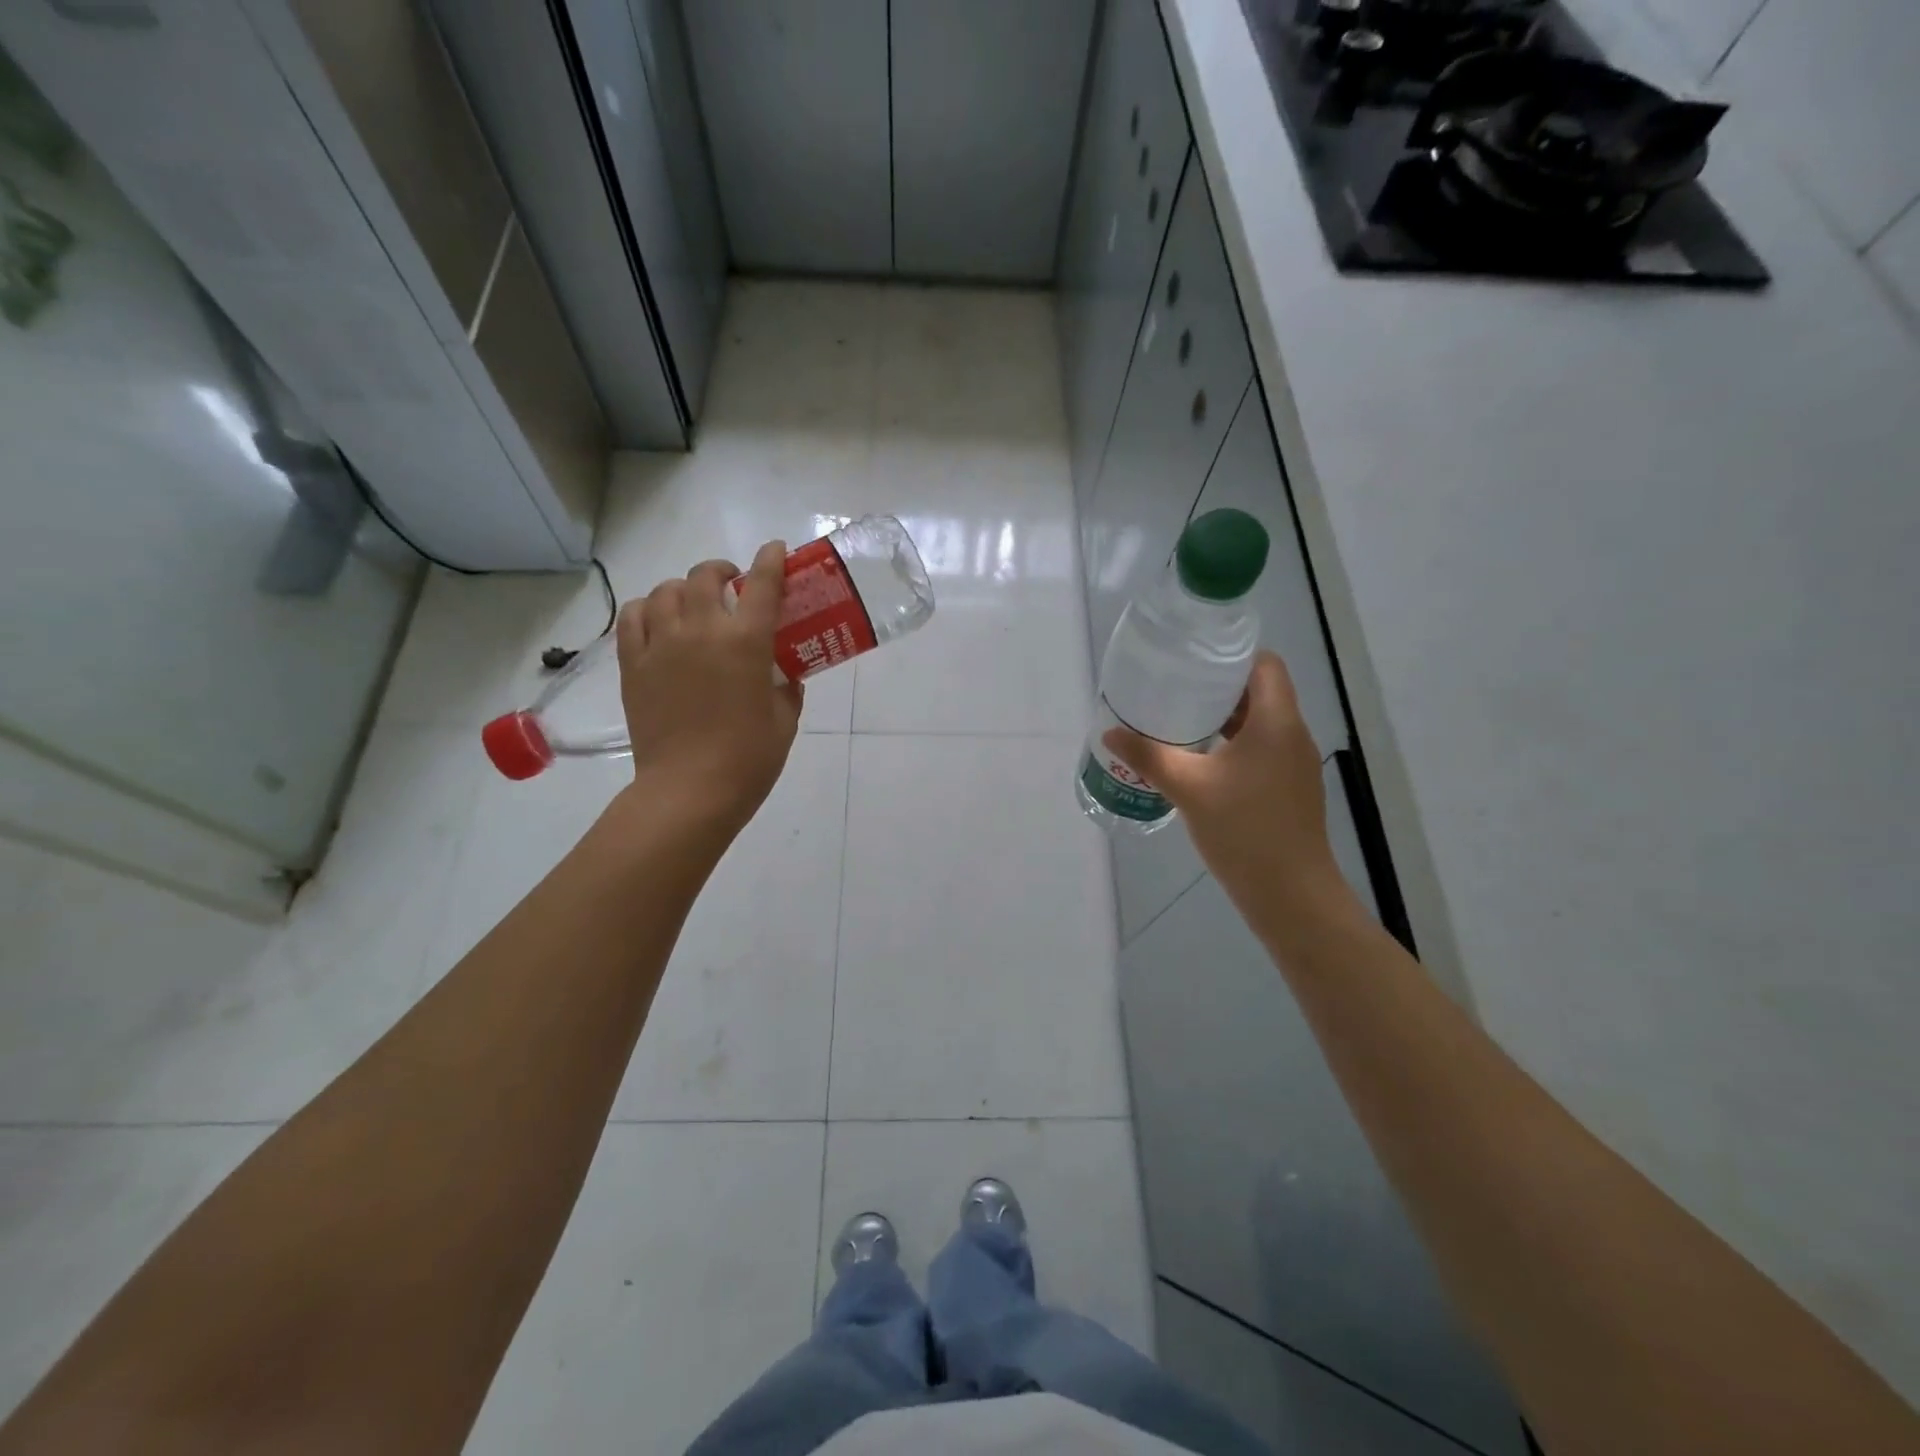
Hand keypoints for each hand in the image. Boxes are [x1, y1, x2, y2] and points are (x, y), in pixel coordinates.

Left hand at [615, 541, 801, 830]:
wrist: (689, 790)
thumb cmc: (748, 759)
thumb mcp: (784, 720)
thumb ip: (787, 689)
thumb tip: (785, 675)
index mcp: (746, 642)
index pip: (762, 584)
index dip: (771, 560)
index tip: (774, 550)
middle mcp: (701, 631)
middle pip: (705, 576)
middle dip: (722, 571)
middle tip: (732, 584)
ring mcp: (661, 645)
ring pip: (666, 590)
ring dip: (684, 589)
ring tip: (693, 604)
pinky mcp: (634, 665)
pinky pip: (633, 617)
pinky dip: (647, 610)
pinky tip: (658, 622)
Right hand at [1104, 651, 1356, 922]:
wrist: (1290, 893)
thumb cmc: (1244, 830)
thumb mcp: (1188, 788)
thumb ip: (1148, 757)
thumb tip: (1110, 733)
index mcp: (1276, 722)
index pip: (1265, 665)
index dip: (1232, 656)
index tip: (1193, 661)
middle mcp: (1292, 735)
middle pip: (1260, 692)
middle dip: (1218, 688)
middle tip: (1174, 689)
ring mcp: (1294, 764)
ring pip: (1260, 723)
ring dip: (1224, 718)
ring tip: (1180, 720)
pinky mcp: (1289, 788)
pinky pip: (1261, 750)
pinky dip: (1233, 745)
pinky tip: (1200, 761)